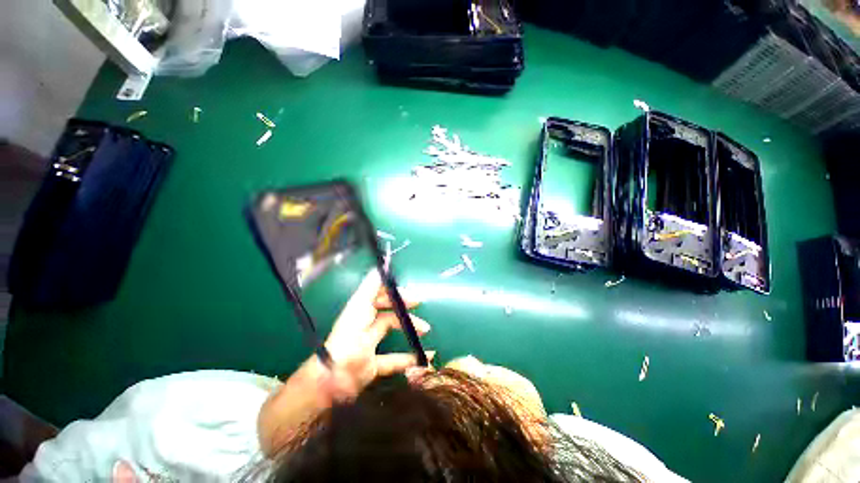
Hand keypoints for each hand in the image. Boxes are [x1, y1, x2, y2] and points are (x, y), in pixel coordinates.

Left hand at [323, 268, 433, 397]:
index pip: (380, 294)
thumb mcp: (360, 305)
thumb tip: (382, 264)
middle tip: (420, 307)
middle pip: (388, 311)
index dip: (395, 292)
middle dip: (405, 308)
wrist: (334, 378)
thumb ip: (371, 285)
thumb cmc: (350, 336)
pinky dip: (409, 358)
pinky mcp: (373, 365)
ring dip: (410, 329)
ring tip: (425, 330)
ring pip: (392, 332)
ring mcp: (370, 344)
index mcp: (361, 309)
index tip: (412, 294)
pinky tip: (425, 356)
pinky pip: (394, 360)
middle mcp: (365, 324)